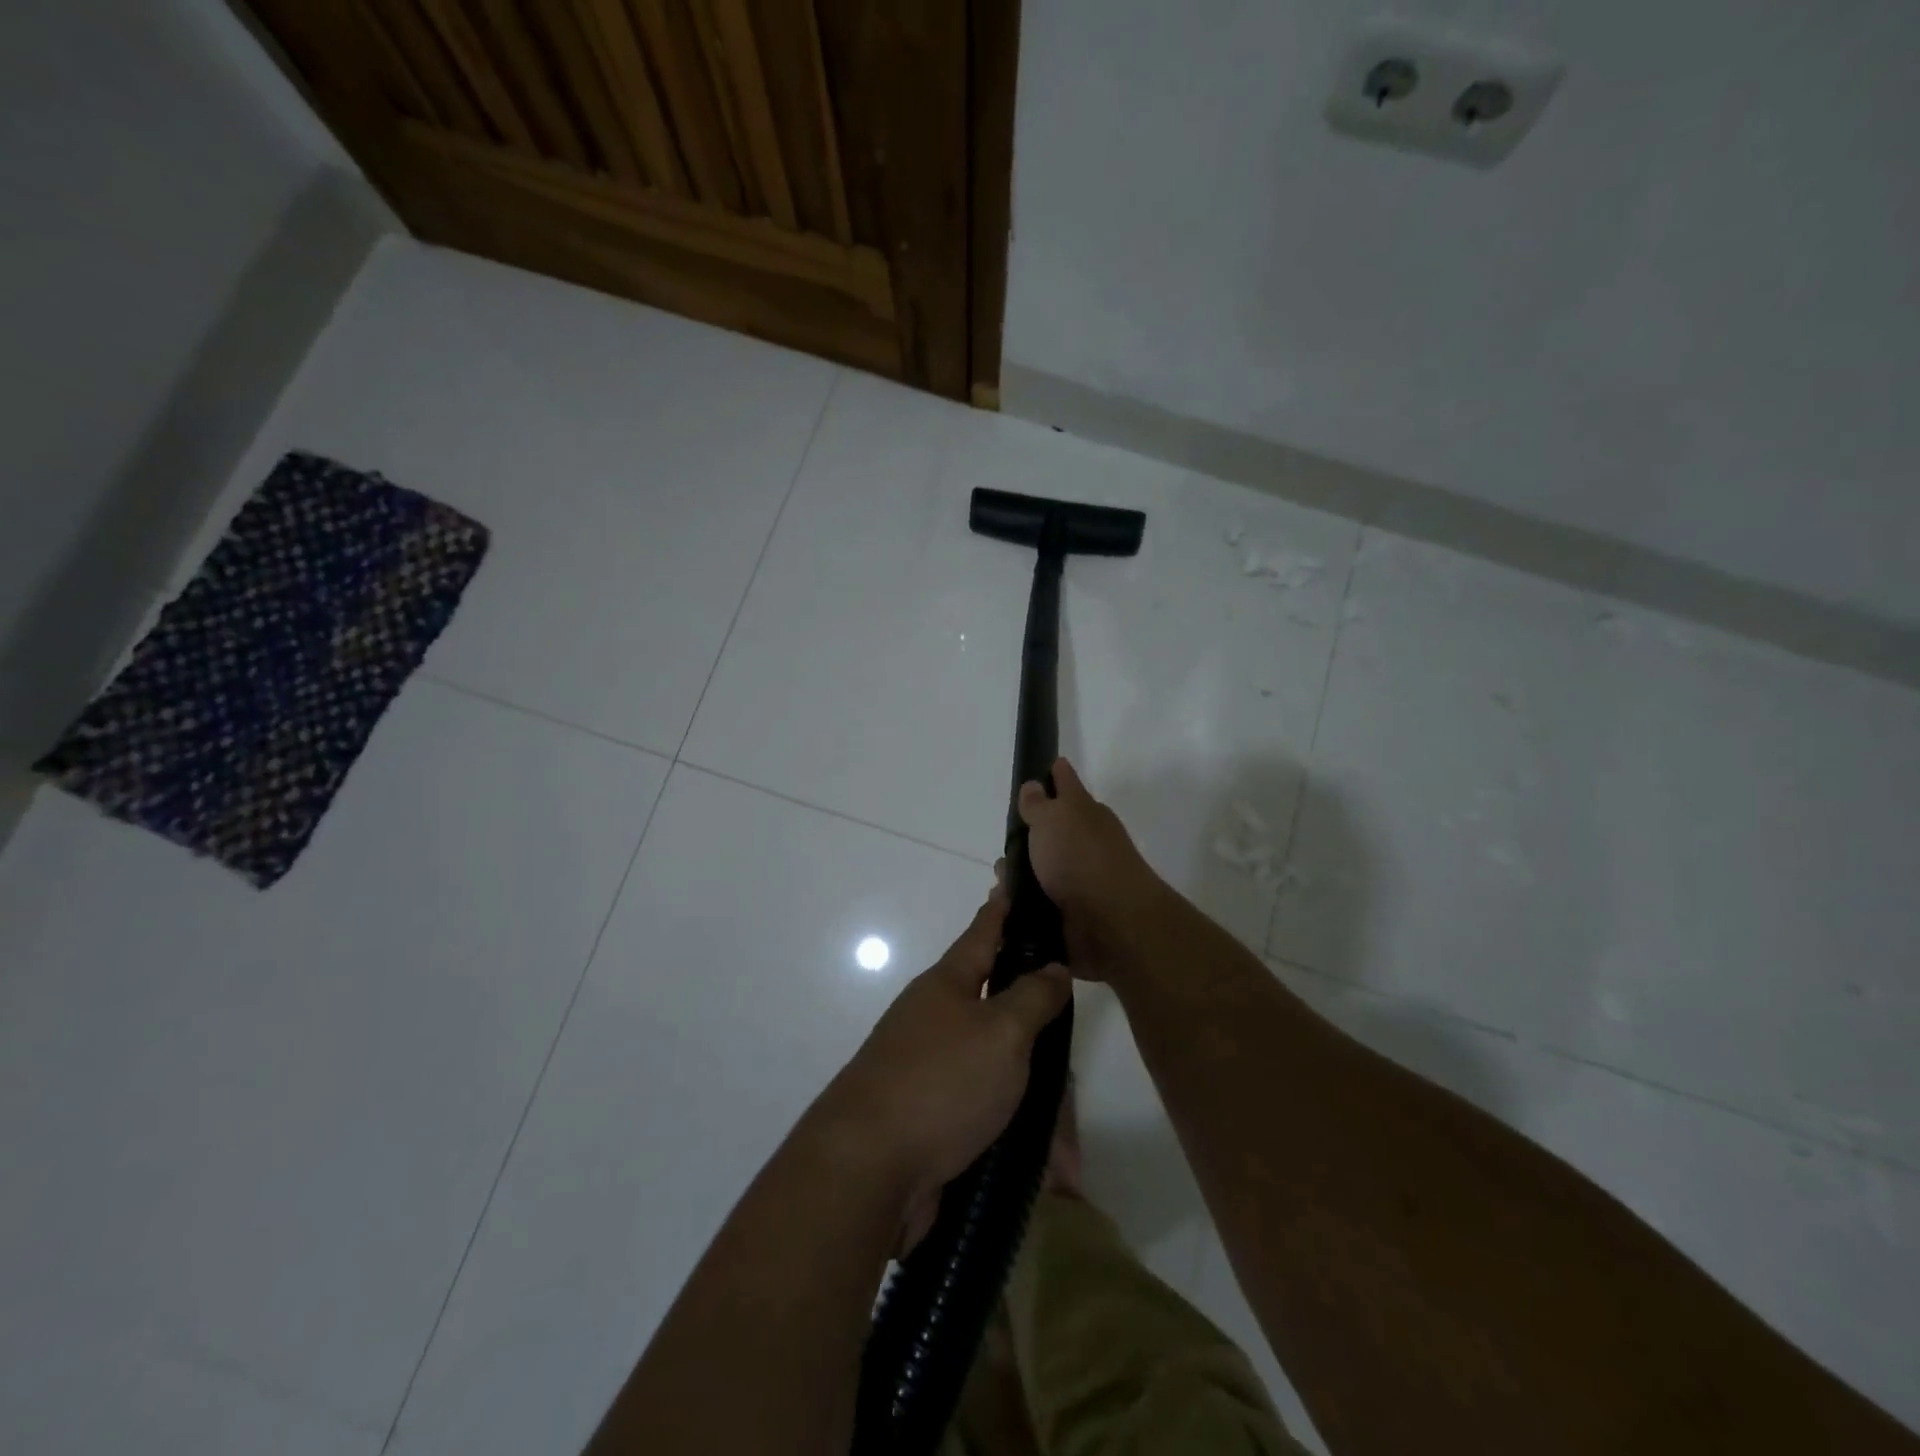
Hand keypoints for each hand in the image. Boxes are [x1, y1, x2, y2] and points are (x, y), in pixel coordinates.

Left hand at [810, 885, 1071, 1250]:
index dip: (1002, 907)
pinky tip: (1045, 1166)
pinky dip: (1016, 1135)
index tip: (1010, 879)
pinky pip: (988, 1115)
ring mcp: (932, 1070)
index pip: (983, 932)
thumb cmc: (941, 1082)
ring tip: (1065, 1144)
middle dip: (1038, 1037)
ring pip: (1000, 1071)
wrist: (868, 1169)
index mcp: (948, 985)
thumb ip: (1033, 996)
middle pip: (1001, 1010)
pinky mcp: (933, 1117)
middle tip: (1070, 1054)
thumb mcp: (1001, 1032)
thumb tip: (1052, 966)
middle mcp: (937, 1020)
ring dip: (1034, 1104)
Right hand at [1016, 757, 1161, 980]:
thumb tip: (1034, 785)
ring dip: (1018, 877)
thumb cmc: (1080, 858)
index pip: (1066, 783)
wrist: (1110, 922)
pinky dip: (1021, 905)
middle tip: (1005, 848)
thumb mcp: (1053, 819)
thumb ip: (1038, 803)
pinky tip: (1006, 908)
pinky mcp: (1071, 913)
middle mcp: (1084, 843)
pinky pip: (1037, 903)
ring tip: (1000, 886)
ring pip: (1040, 870)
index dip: (1056, 773)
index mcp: (1084, 813)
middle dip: (1024, 838)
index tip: (1046, 766)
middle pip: (1050, 832)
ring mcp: (1080, 879)